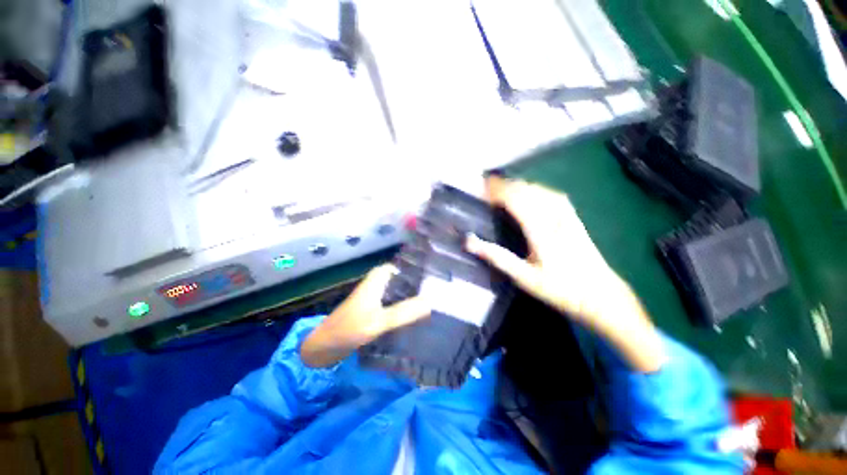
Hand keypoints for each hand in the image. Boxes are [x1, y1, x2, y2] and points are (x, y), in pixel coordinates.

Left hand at [301, 264, 430, 367]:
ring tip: (436, 301)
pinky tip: (420, 314)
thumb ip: (404, 312)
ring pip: (402, 290)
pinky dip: (407, 305)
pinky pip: (397, 302)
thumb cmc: (349, 329)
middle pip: (405, 278)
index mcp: (379, 278)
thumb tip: (432, 302)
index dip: (421, 269)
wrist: (326, 346)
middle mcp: (380, 283)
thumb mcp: (379, 321)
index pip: (404, 266)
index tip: (439, 276)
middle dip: (422, 284)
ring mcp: (378, 296)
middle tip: (442, 291)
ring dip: (415, 295)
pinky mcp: (377, 308)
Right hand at [466, 176, 621, 322]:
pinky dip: (534, 188)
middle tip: (485, 186)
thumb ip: (497, 257)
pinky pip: (552, 194)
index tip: (480, 187)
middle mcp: (554, 217)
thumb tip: (469, 241)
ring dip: (518, 184)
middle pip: (526, 190)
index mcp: (540, 230)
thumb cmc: (560, 289)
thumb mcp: (524, 277)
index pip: (515, 199)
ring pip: (539, 189)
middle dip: (504, 184)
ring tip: (501, 187)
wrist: (602, 295)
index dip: (497, 190)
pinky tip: (529, 192)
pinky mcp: (574, 217)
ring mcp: (566, 215)